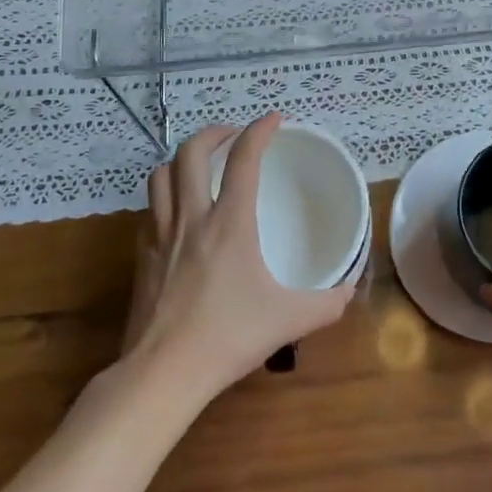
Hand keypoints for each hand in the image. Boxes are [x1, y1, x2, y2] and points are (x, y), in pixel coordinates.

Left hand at [121, 113, 354, 398]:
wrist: (163, 373)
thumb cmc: (228, 338)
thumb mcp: (289, 321)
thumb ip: (326, 304)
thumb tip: (349, 291)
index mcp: (230, 223)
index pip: (243, 159)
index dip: (260, 130)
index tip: (274, 118)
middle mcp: (192, 218)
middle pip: (190, 152)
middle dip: (213, 133)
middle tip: (233, 134)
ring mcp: (161, 235)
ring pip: (161, 175)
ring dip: (181, 159)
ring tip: (200, 164)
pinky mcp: (142, 257)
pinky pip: (151, 209)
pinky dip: (166, 196)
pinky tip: (179, 212)